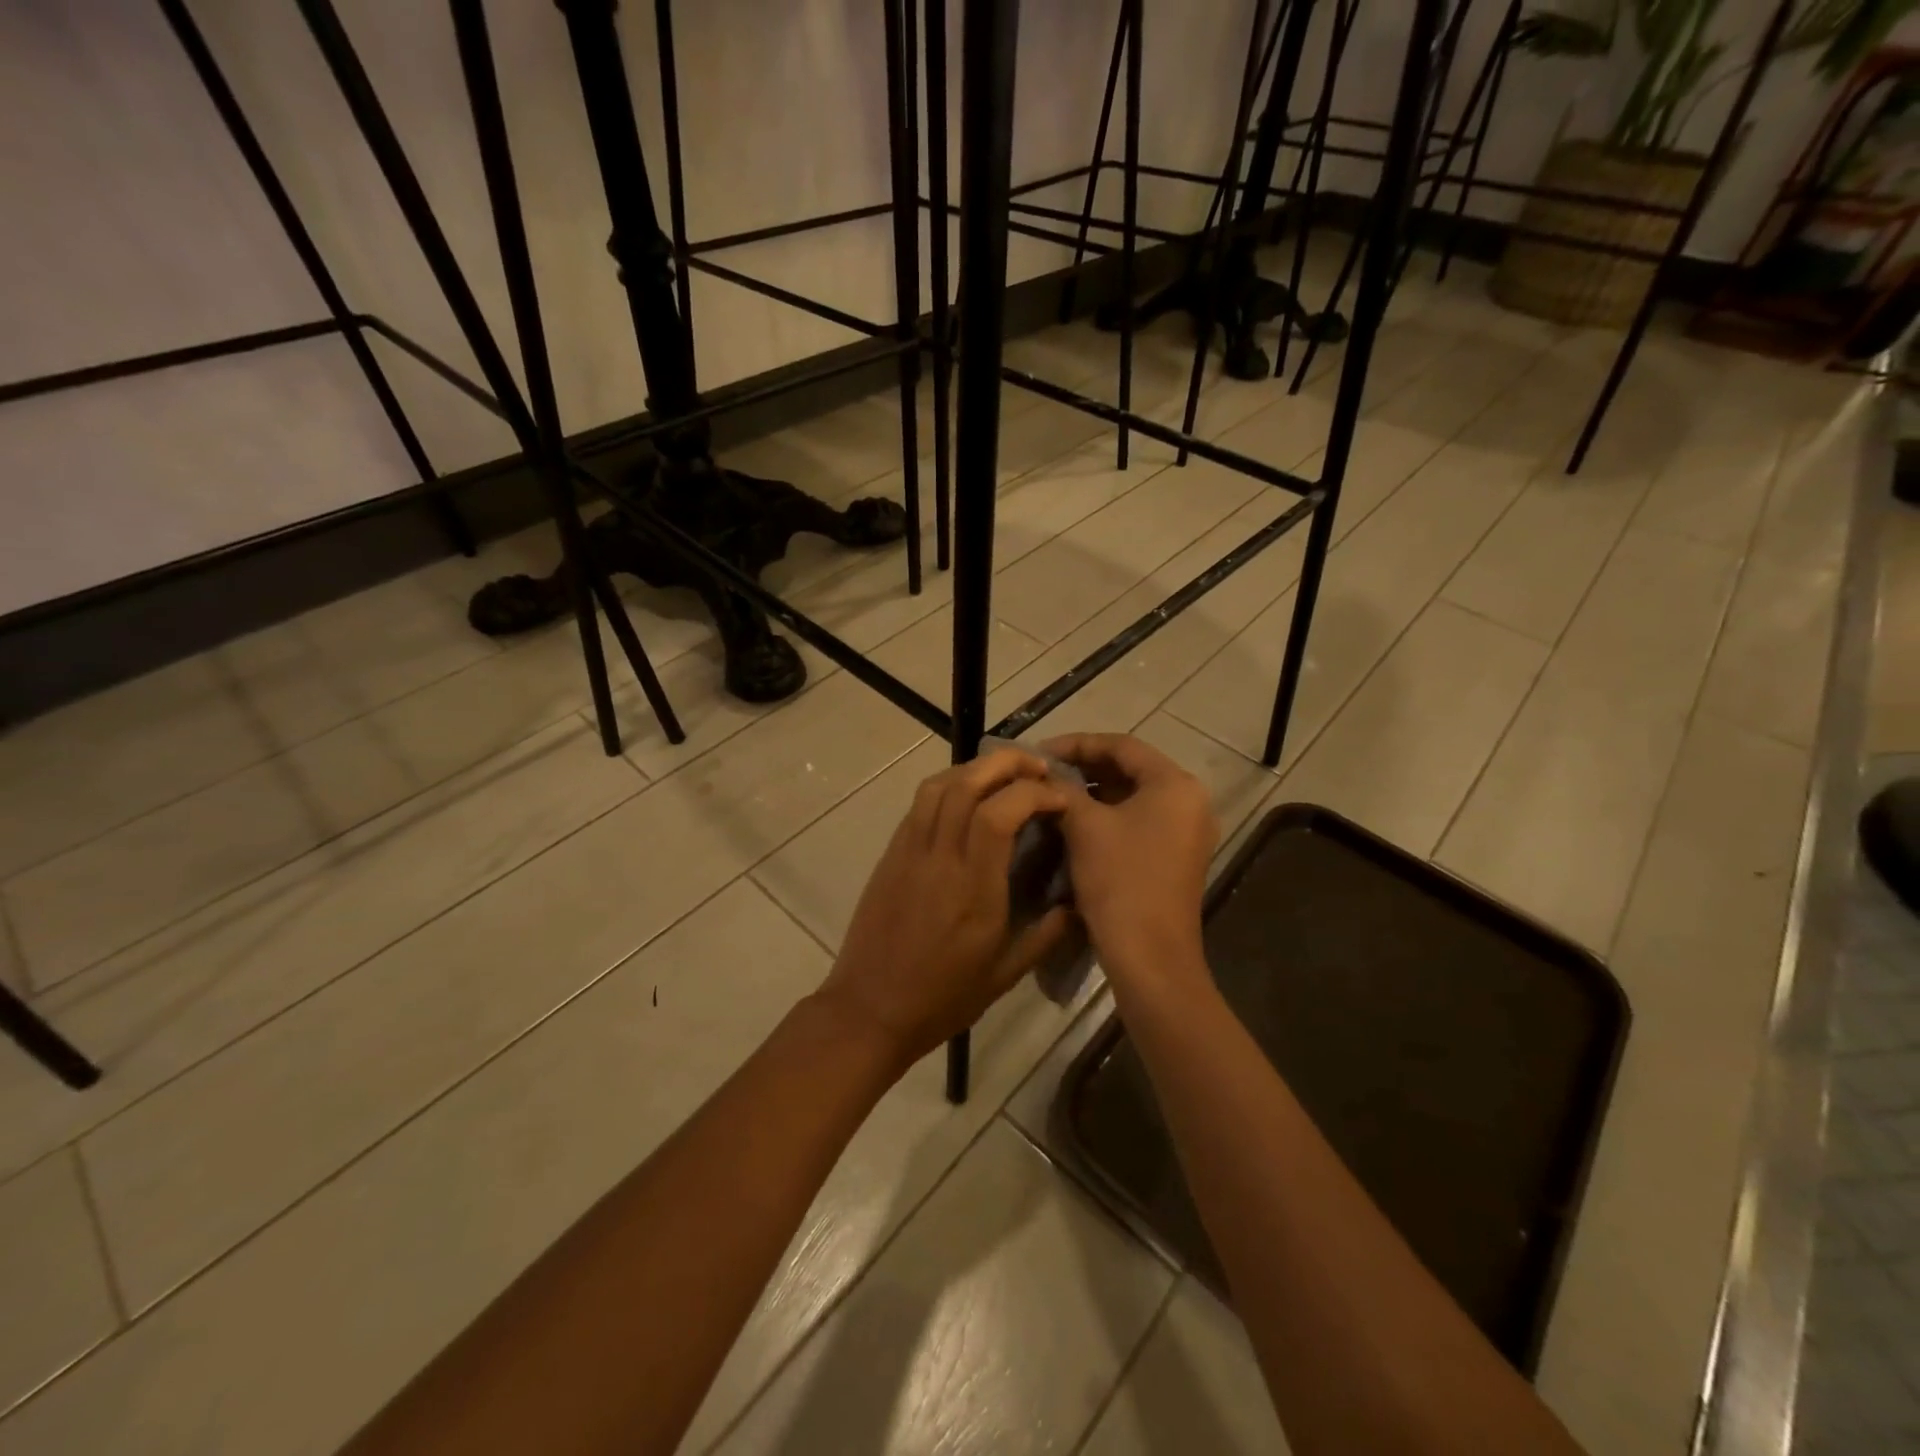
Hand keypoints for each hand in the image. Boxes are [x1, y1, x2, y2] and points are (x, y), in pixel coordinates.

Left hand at [818, 749, 1077, 1069]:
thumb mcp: (1005, 975)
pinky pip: (919, 804)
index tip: (1061, 798)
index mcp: (972, 888)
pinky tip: (967, 799)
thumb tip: (1077, 906)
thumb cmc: (942, 998)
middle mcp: (939, 857)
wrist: (869, 1009)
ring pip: (939, 785)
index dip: (1034, 793)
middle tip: (1039, 768)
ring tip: (1004, 776)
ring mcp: (909, 851)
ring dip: (975, 768)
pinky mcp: (891, 854)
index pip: (999, 814)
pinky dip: (948, 786)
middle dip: (1007, 763)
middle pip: (967, 783)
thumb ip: (1045, 935)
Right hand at [1044, 733, 1216, 997]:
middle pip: (1131, 768)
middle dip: (1084, 767)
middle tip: (1044, 771)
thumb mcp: (1085, 826)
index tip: (1039, 751)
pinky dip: (1108, 815)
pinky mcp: (1177, 857)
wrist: (1150, 957)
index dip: (1077, 743)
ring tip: (1053, 793)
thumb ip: (1064, 789)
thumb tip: (1045, 775)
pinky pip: (1139, 821)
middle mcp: (1190, 801)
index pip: (1122, 745)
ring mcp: (1187, 832)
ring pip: (1133, 796)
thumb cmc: (1120, 881)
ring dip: (1094, 791)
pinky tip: (1075, 822)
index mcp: (1175, 784)